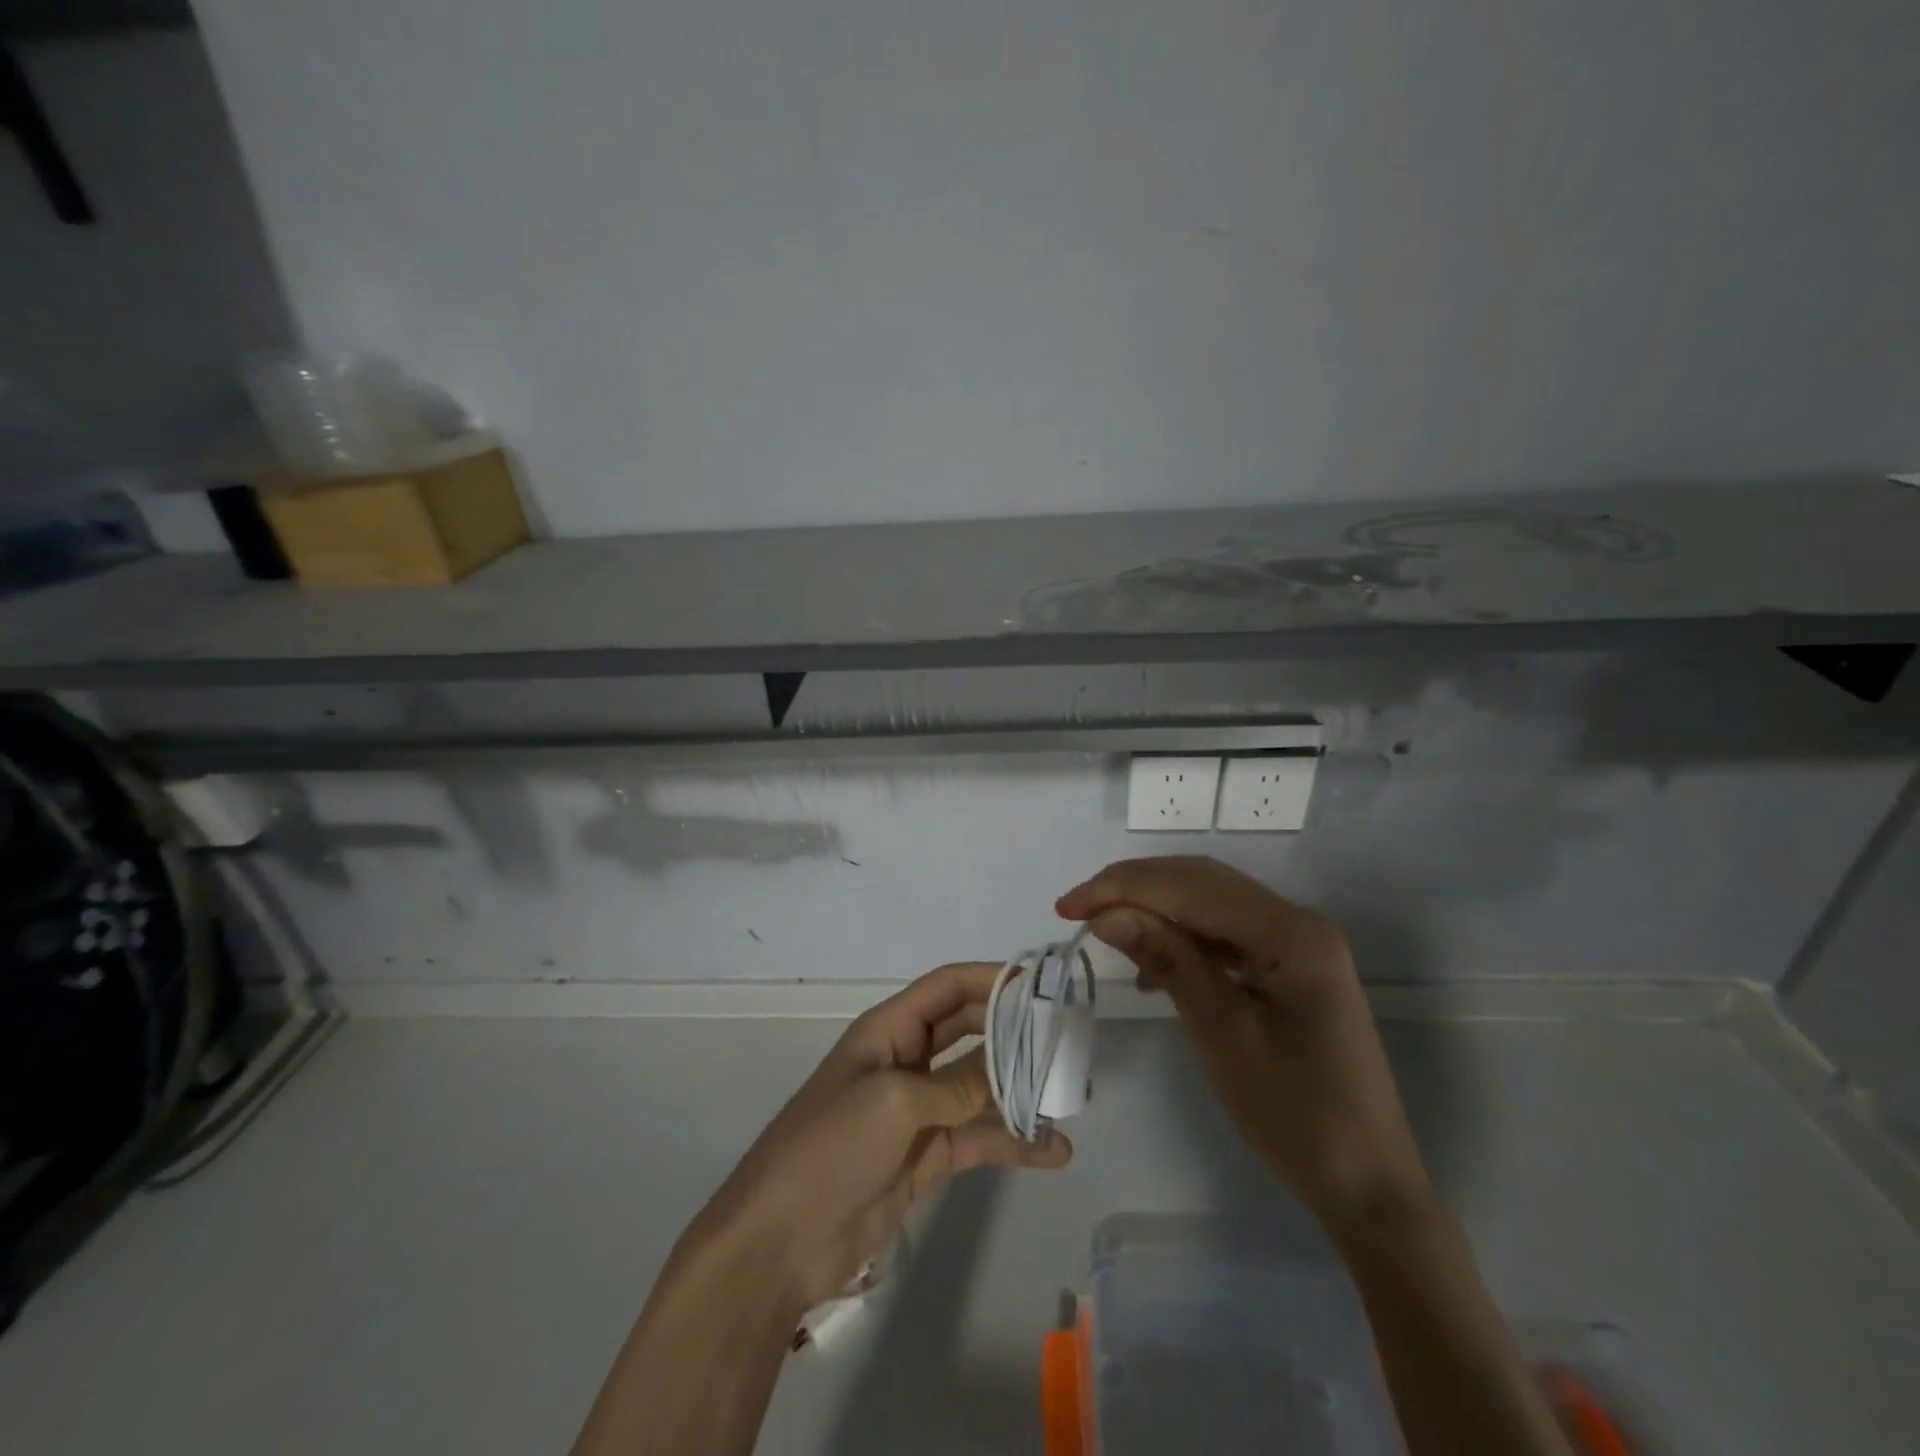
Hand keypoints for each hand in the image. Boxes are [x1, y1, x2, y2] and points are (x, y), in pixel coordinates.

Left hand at [680, 962, 1072, 1317]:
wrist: (782, 1240)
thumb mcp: (895, 1102)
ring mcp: (919, 1110)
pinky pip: (979, 1137)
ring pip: (980, 1086)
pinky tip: (1055, 1150)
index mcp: (890, 1030)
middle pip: (970, 1031)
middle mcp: (908, 1060)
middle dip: (1014, 1031)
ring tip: (1074, 1095)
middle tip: (1067, 1037)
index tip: (1041, 982)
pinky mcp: (927, 1156)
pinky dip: (1015, 1142)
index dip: (991, 978)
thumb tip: (1009, 1067)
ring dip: (1022, 1088)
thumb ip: (957, 1083)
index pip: (947, 987)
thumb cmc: (831, 1146)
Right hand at [1058, 856, 1428, 1233]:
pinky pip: (1224, 932)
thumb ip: (1167, 960)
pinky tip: (1152, 964)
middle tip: (1077, 909)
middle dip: (1134, 887)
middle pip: (1200, 880)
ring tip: (1105, 928)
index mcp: (1290, 932)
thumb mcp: (1221, 1034)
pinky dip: (1181, 936)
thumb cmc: (1296, 1114)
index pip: (1189, 886)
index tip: (1066, 907)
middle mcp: (1296, 920)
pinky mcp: (1288, 964)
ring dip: (1154, 908)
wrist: (1369, 1184)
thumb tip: (1106, 914)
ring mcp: (1295, 941)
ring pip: (1209, 901)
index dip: (1122, 888)